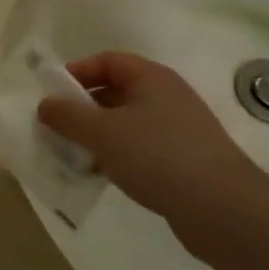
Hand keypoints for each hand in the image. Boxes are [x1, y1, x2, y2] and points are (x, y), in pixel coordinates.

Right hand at [37, 52, 267, 230]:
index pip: (108, 60)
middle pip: (116, 91)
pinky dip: (118, 156)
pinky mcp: (184, 161)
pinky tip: (103, 176)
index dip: (77, 72)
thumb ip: (68, 116)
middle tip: (57, 128)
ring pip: (127, 123)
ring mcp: (179, 129)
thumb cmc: (157, 156)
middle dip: (83, 108)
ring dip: (98, 136)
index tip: (52, 94)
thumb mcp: (103, 133)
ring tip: (74, 156)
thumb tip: (45, 105)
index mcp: (151, 78)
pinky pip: (141, 148)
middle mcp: (167, 96)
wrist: (223, 209)